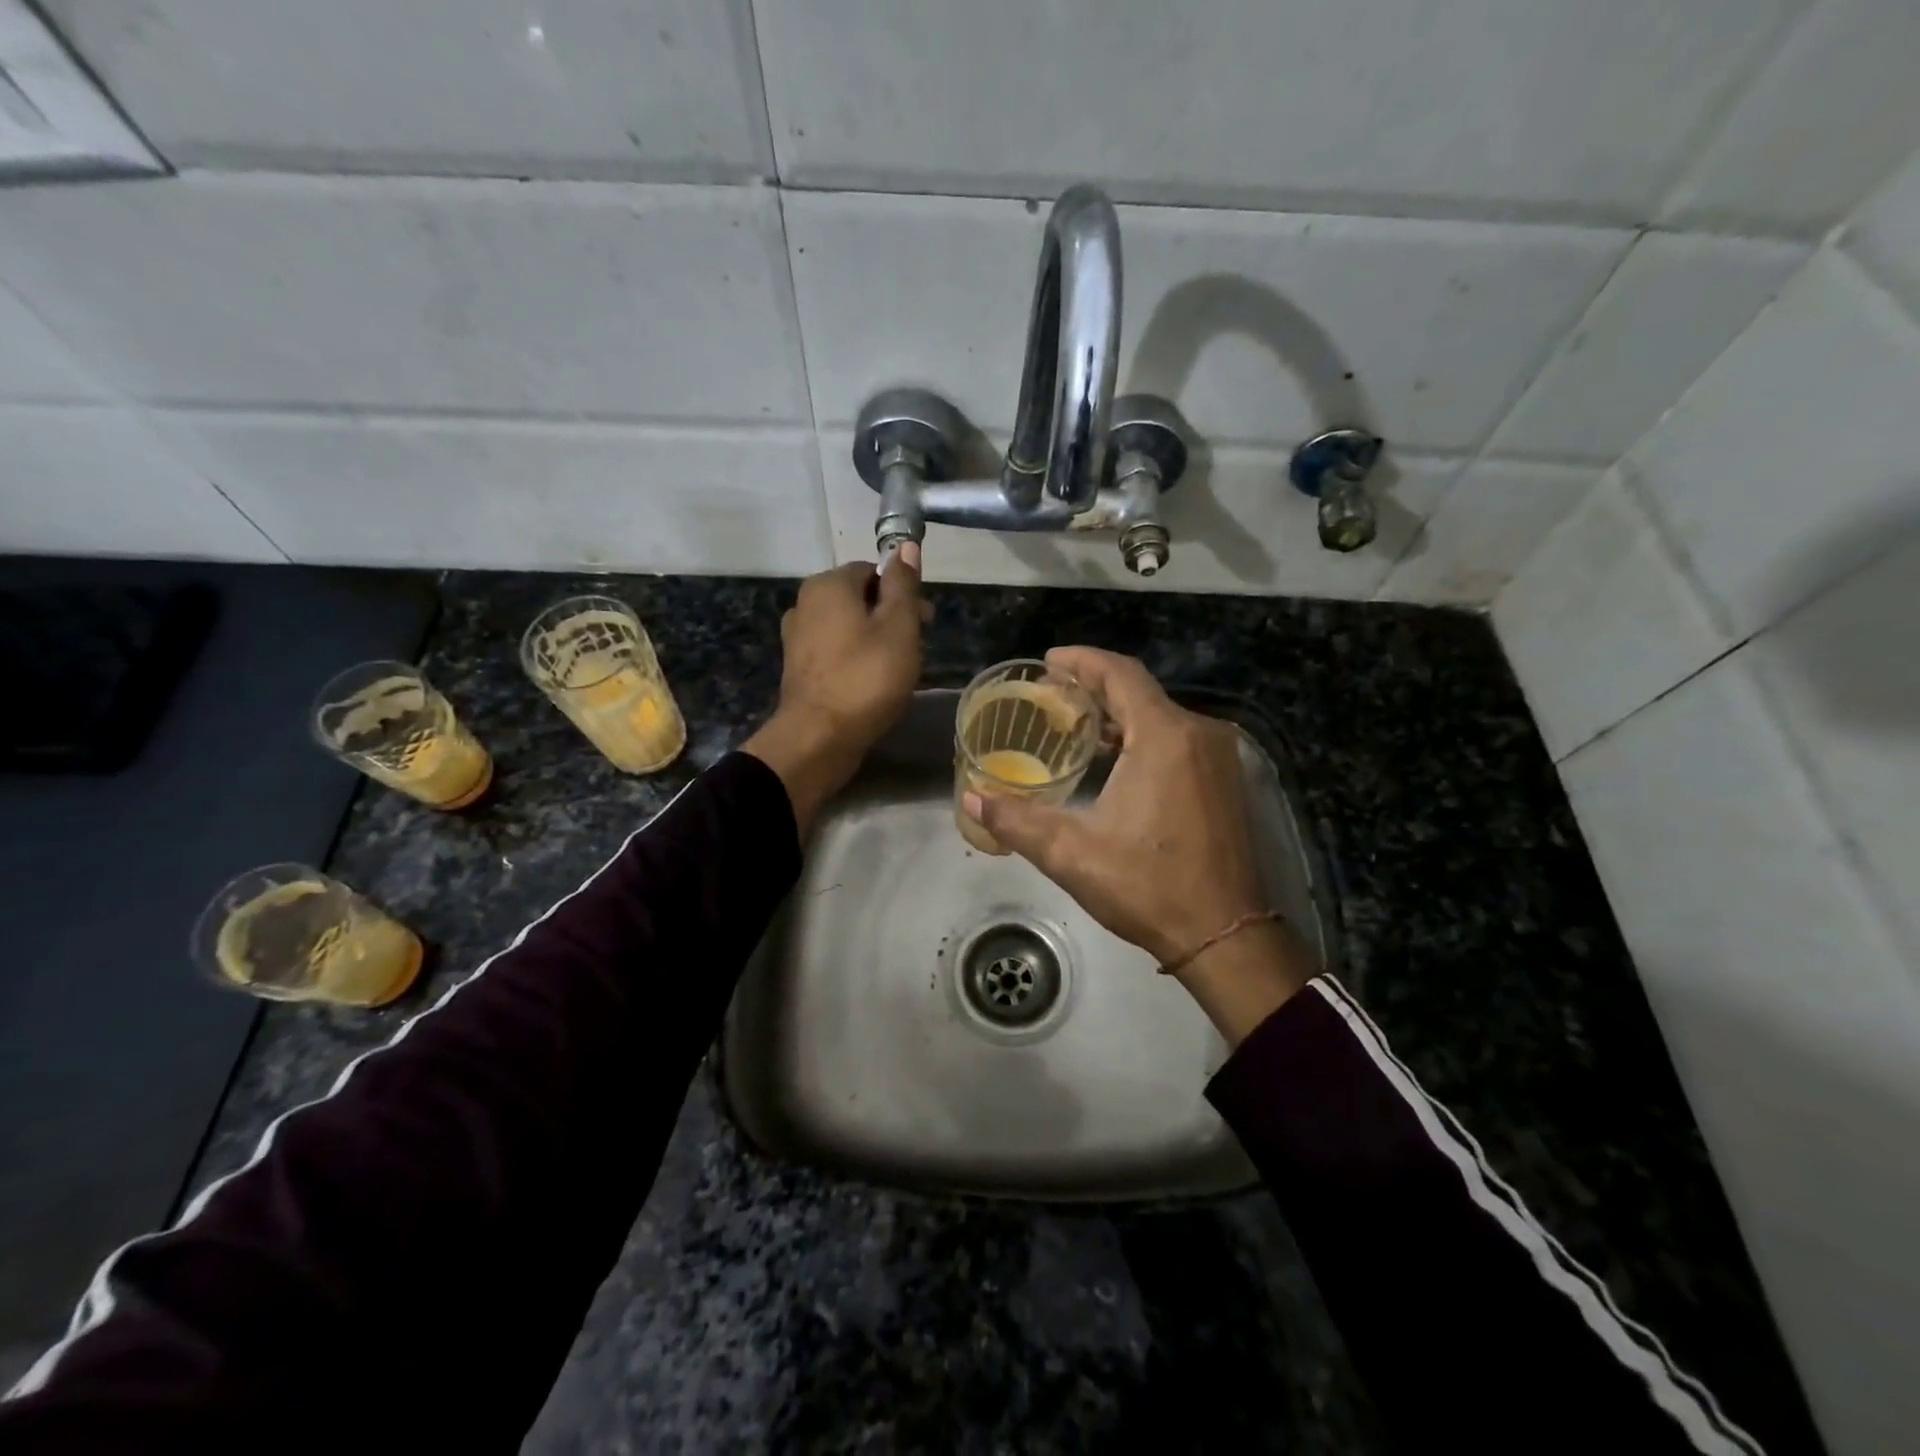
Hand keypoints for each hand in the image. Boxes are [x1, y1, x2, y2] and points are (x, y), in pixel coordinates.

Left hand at [744, 548, 923, 832]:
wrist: (818, 737)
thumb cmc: (866, 678)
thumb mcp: (898, 627)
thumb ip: (903, 585)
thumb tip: (905, 547)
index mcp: (828, 585)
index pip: (873, 571)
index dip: (903, 591)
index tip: (926, 619)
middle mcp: (805, 603)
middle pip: (859, 598)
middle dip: (891, 615)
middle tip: (918, 646)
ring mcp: (797, 637)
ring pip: (847, 626)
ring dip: (875, 638)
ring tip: (898, 667)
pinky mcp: (798, 668)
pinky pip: (835, 651)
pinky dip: (856, 658)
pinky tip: (872, 682)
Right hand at [961, 646, 1309, 1040]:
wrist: (1224, 934)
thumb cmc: (1148, 887)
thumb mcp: (1072, 854)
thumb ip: (1016, 820)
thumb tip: (971, 796)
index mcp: (1166, 737)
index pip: (1120, 674)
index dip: (1081, 661)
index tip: (1047, 661)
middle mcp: (1199, 734)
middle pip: (1140, 691)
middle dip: (1094, 687)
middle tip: (1050, 695)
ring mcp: (1218, 757)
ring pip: (1160, 714)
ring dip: (1118, 713)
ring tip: (1074, 725)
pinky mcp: (1225, 780)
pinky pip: (1178, 737)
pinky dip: (1143, 735)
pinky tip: (1115, 758)